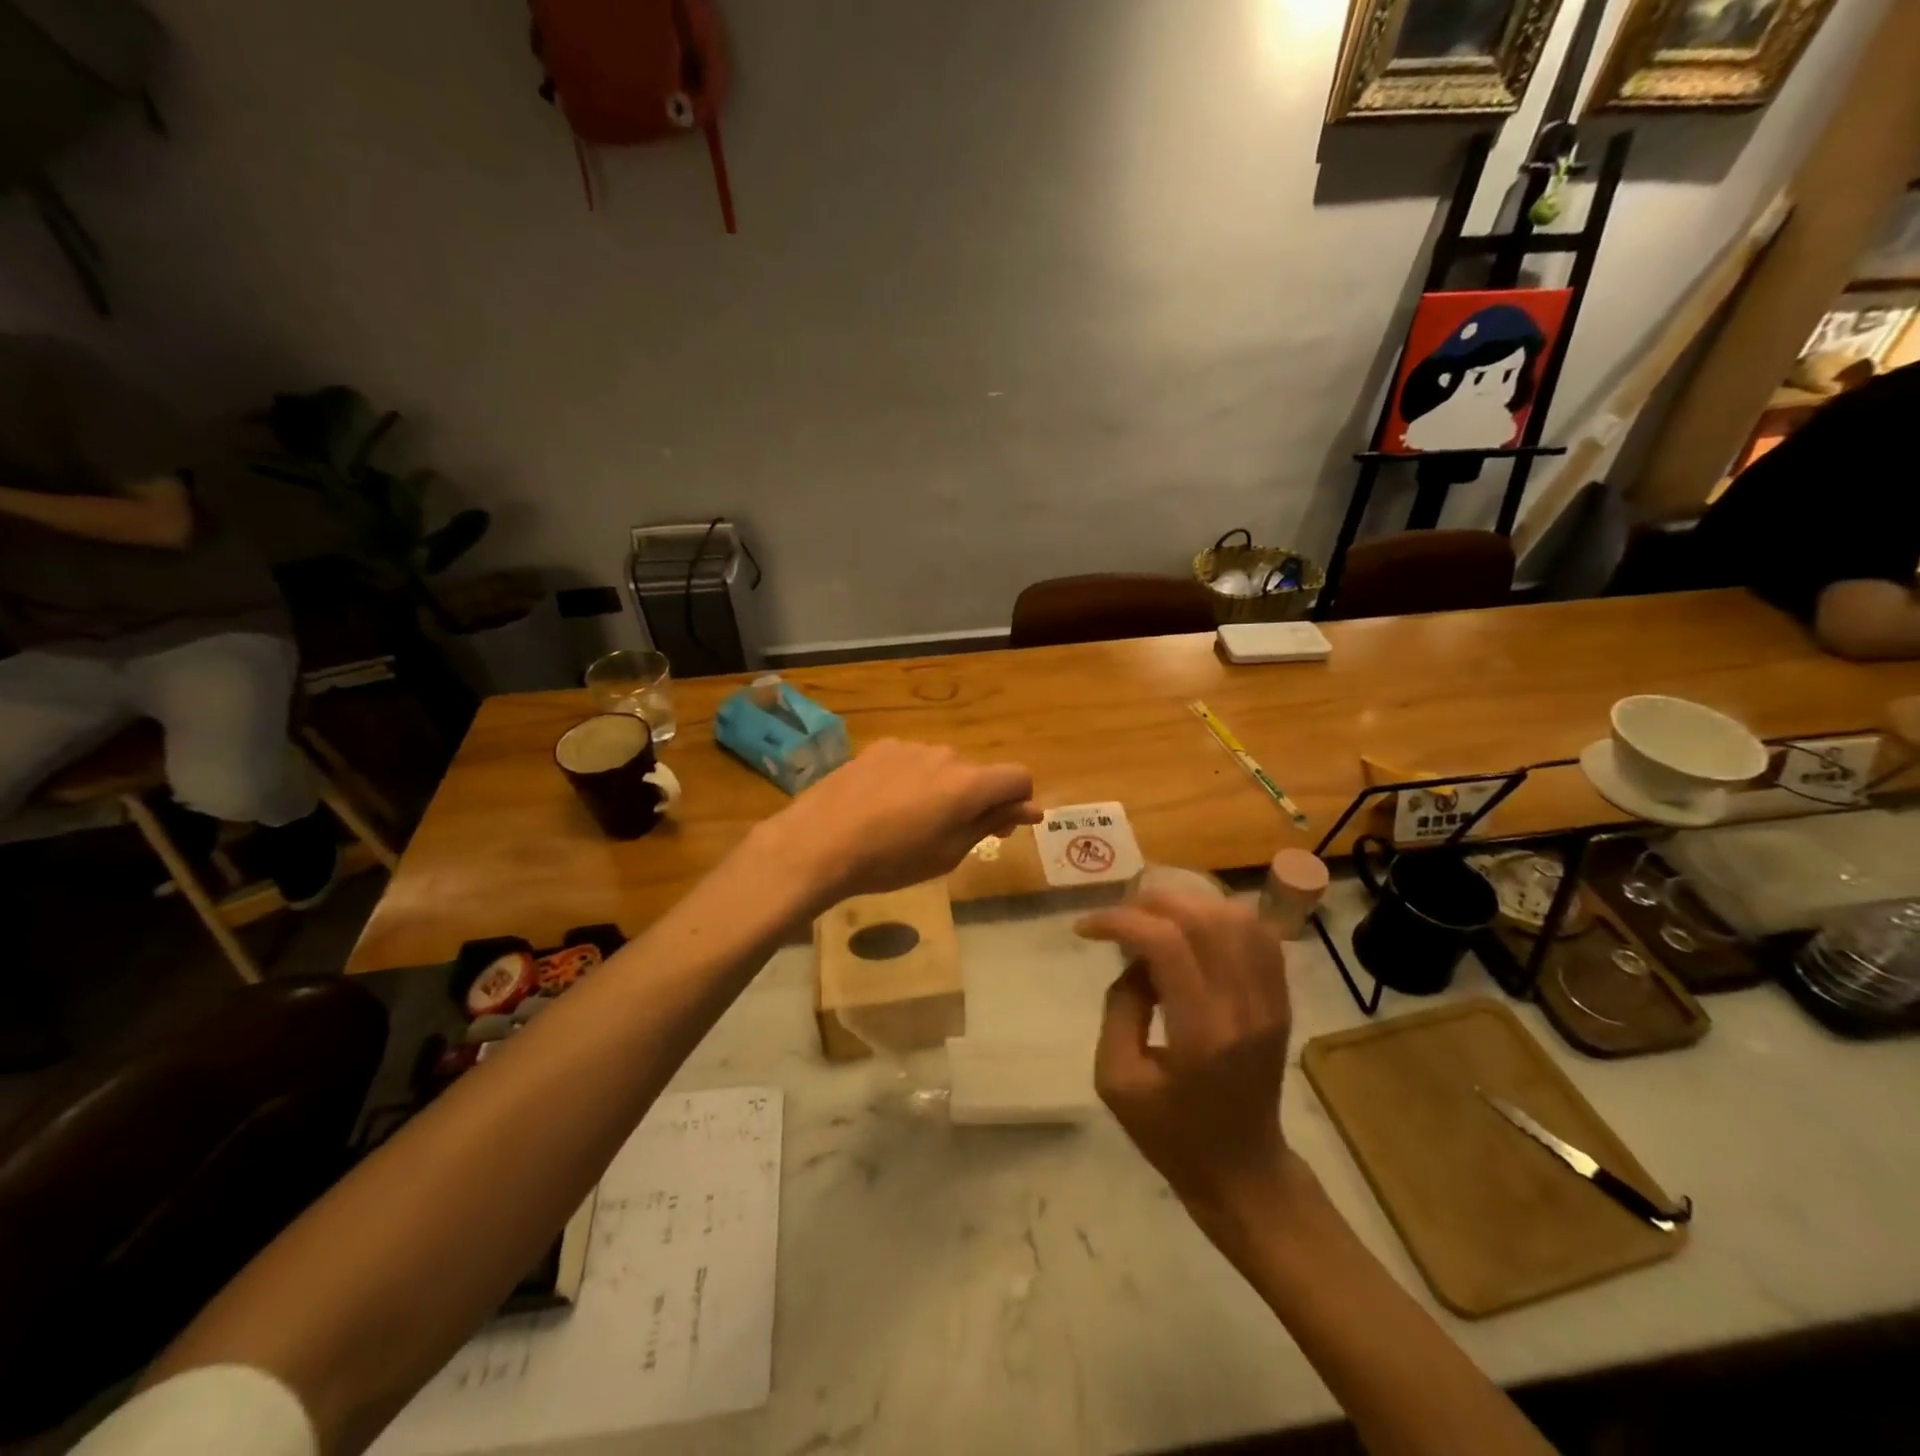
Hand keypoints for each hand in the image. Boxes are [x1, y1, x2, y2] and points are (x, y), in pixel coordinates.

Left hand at [753, 739, 1039, 904]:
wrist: (819, 842)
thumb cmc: (891, 860)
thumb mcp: (948, 853)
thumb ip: (990, 823)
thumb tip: (1030, 808)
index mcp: (969, 783)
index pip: (1018, 777)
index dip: (1018, 802)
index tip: (1000, 828)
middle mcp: (945, 755)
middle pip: (978, 774)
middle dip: (976, 800)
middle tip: (950, 835)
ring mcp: (910, 746)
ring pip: (942, 767)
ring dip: (941, 789)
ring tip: (907, 823)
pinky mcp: (880, 747)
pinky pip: (911, 762)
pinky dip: (911, 780)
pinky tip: (883, 805)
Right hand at [1078, 891, 1292, 1213]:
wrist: (1243, 1171)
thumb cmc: (1171, 1133)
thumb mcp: (1117, 1080)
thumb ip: (1119, 1008)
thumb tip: (1133, 959)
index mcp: (1201, 1032)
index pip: (1165, 942)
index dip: (1120, 921)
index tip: (1087, 929)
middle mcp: (1243, 1006)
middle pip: (1203, 917)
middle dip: (1150, 904)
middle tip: (1119, 920)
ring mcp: (1270, 1000)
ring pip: (1236, 918)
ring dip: (1187, 905)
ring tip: (1153, 919)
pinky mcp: (1280, 1000)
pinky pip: (1260, 936)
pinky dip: (1222, 917)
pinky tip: (1193, 930)